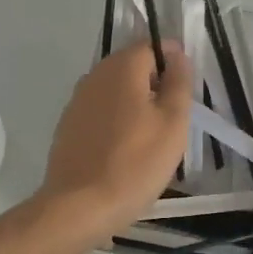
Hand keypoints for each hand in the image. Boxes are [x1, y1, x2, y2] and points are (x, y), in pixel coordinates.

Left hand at [36, 41, 192, 247]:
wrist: (79, 207)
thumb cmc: (135, 163)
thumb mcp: (173, 122)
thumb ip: (178, 82)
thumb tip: (177, 54)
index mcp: (121, 67)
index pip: (152, 46)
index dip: (172, 62)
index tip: (184, 92)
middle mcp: (94, 75)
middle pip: (132, 67)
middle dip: (154, 85)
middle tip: (172, 119)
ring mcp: (77, 101)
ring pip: (115, 91)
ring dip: (135, 104)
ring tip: (150, 139)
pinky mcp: (68, 126)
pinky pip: (100, 112)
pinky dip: (115, 122)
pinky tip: (124, 151)